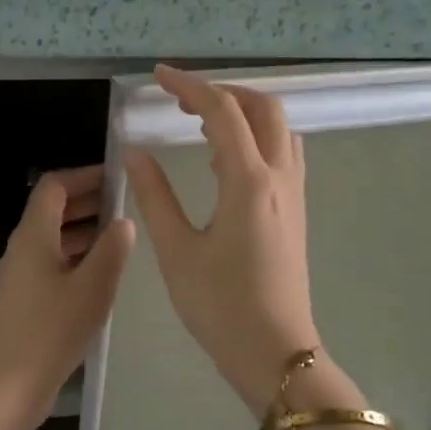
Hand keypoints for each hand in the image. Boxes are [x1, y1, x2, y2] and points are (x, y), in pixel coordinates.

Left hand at [0, 166, 134, 429]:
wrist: (11, 385)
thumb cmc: (53, 330)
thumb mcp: (93, 287)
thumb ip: (112, 250)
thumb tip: (123, 223)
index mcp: (33, 236)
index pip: (54, 186)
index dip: (85, 176)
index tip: (117, 178)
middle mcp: (22, 248)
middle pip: (52, 210)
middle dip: (87, 202)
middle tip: (125, 204)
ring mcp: (21, 275)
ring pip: (53, 238)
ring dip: (84, 231)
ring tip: (121, 236)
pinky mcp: (25, 299)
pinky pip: (52, 263)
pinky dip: (76, 257)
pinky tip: (102, 272)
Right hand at [124, 65, 319, 416]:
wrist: (274, 352)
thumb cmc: (220, 306)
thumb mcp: (177, 251)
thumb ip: (155, 196)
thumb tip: (134, 153)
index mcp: (249, 183)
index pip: (222, 113)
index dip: (189, 87)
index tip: (158, 76)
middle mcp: (279, 178)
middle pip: (263, 108)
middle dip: (223, 92)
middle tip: (181, 99)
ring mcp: (294, 194)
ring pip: (279, 129)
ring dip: (244, 112)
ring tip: (202, 122)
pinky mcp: (296, 212)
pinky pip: (282, 154)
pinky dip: (256, 137)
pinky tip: (226, 160)